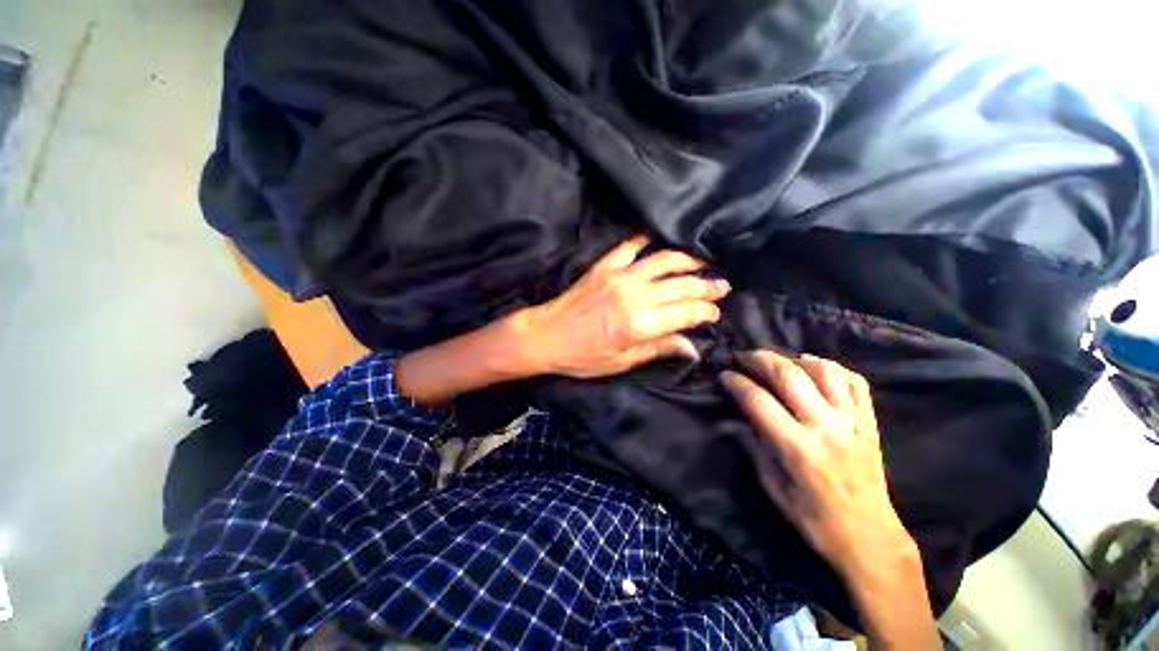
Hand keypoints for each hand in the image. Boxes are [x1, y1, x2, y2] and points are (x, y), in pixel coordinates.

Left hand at [519, 235, 729, 378]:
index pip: (686, 313)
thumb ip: (659, 349)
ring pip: (664, 260)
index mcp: (640, 325)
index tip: (716, 312)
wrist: (546, 335)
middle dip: (706, 286)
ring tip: (703, 262)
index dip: (706, 311)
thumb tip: (693, 348)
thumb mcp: (622, 362)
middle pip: (681, 285)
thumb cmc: (583, 356)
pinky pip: (631, 245)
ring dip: (687, 260)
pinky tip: (660, 236)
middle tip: (722, 286)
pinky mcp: (605, 265)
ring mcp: (620, 276)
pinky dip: (647, 238)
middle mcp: (635, 295)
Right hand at [721, 350, 938, 648]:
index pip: (757, 400)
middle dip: (760, 359)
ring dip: (795, 359)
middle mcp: (825, 427)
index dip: (736, 383)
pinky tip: (815, 367)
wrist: (868, 536)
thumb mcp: (772, 486)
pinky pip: (855, 382)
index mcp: (796, 448)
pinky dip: (833, 368)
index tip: (724, 376)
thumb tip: (732, 418)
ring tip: (778, 360)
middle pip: (789, 376)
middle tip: (744, 357)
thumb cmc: (813, 517)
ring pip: (824, 371)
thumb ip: (752, 445)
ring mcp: (852, 422)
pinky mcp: (870, 423)